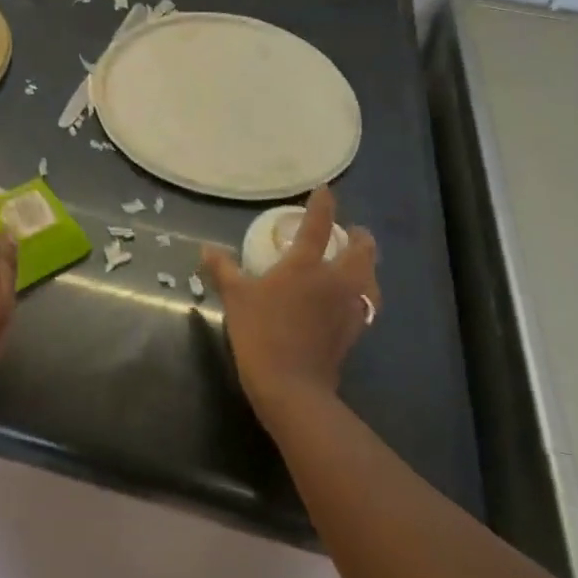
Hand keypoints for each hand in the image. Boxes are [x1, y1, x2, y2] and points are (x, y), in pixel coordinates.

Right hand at [201, 186, 378, 427]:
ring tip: (360, 264)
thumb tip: (207, 248)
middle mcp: (335, 281)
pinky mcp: (353, 333)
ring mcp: (349, 308)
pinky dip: (363, 295)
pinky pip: (366, 305)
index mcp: (306, 265)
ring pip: (371, 279)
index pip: (318, 225)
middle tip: (353, 232)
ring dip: (368, 267)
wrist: (291, 387)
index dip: (323, 204)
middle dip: (361, 237)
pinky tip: (353, 301)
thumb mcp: (235, 297)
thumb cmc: (261, 332)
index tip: (326, 190)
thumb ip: (223, 269)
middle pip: (361, 252)